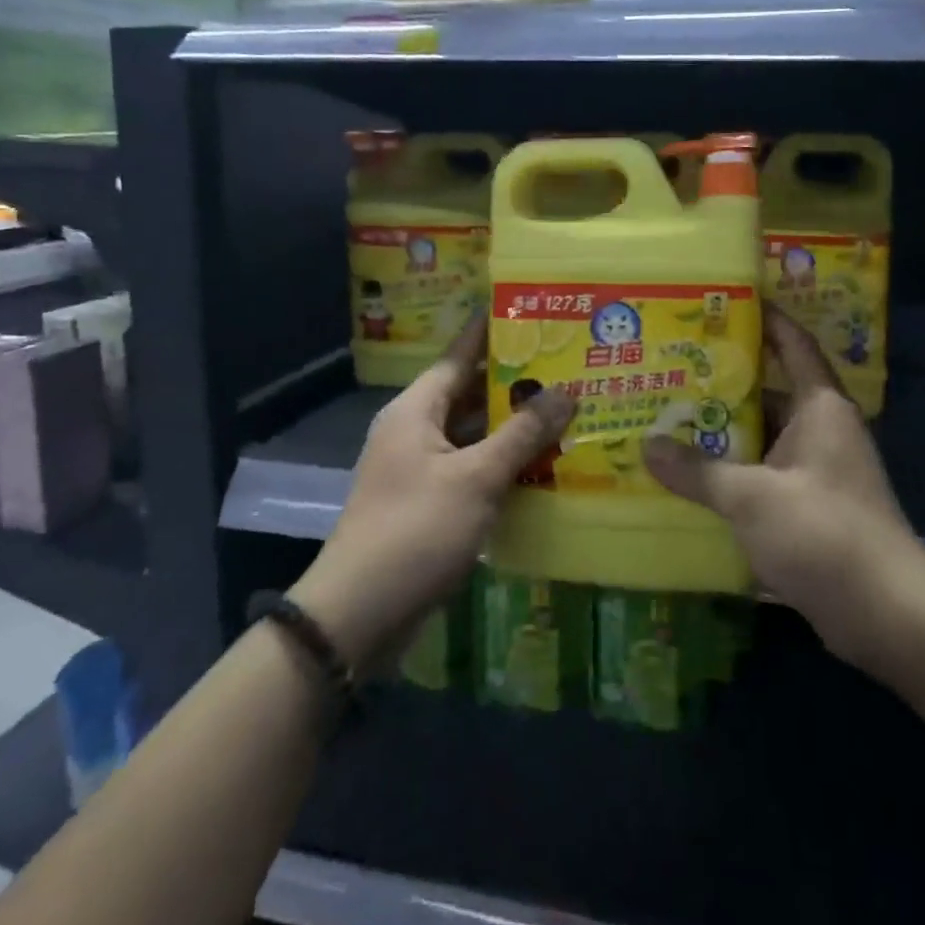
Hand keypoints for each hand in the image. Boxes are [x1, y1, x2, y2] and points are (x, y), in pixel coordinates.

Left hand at [291, 320, 574, 669]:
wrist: (359, 614)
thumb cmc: (416, 530)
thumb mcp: (476, 477)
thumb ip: (522, 433)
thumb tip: (566, 391)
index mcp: (416, 410)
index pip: (459, 354)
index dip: (492, 331)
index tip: (529, 310)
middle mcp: (416, 430)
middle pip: (471, 393)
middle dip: (515, 382)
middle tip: (566, 363)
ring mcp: (422, 468)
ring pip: (475, 433)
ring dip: (514, 426)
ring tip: (566, 408)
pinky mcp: (431, 502)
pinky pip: (473, 468)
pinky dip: (504, 463)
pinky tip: (544, 464)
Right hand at [644, 308, 924, 670]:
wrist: (886, 616)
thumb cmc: (823, 533)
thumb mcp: (751, 497)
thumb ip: (697, 470)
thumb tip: (647, 446)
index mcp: (820, 407)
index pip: (792, 343)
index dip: (764, 317)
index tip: (724, 300)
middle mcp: (822, 430)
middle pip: (769, 390)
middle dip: (723, 381)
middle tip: (671, 366)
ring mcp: (818, 471)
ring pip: (763, 437)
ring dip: (723, 432)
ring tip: (668, 418)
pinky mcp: (811, 508)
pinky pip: (764, 475)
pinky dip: (732, 472)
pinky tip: (691, 476)